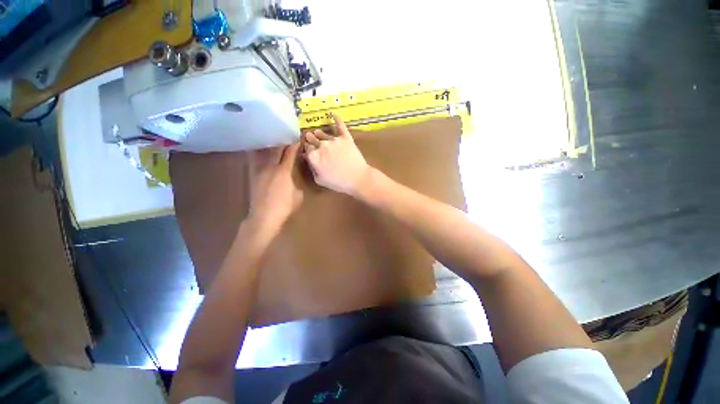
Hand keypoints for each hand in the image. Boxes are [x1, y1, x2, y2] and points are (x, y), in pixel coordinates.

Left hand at [247, 143, 302, 231]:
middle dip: (282, 141)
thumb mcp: (298, 196)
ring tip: (273, 139)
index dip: (294, 145)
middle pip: (276, 149)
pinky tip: (260, 151)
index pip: (290, 153)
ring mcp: (260, 170)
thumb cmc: (284, 207)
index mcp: (284, 171)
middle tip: (286, 135)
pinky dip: (259, 153)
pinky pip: (256, 160)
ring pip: (265, 153)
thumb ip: (297, 184)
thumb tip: (293, 180)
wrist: (264, 216)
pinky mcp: (253, 176)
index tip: (298, 138)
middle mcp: (271, 167)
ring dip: (270, 145)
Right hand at [303, 114, 371, 195]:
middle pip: (312, 139)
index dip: (307, 149)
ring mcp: (334, 140)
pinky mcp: (345, 137)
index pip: (307, 148)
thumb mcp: (320, 180)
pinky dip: (336, 119)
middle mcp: (321, 145)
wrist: (358, 178)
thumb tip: (307, 158)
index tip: (308, 149)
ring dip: (318, 133)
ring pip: (322, 133)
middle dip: (310, 139)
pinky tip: (333, 113)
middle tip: (309, 138)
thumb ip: (312, 168)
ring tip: (317, 132)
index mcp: (314, 156)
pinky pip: (340, 125)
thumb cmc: (338, 182)